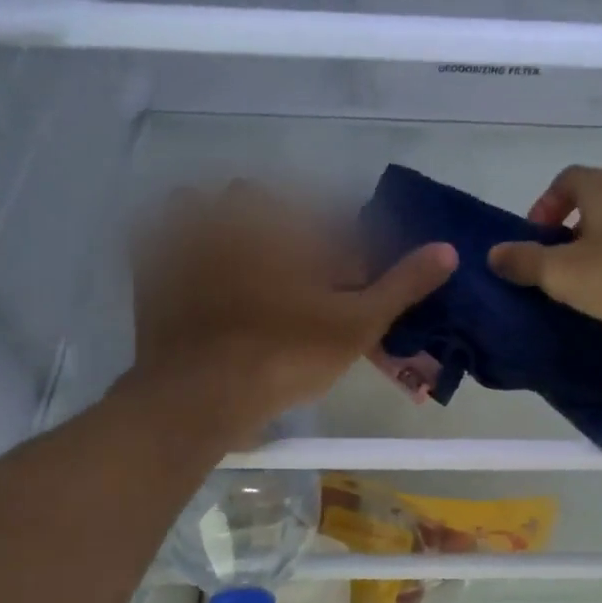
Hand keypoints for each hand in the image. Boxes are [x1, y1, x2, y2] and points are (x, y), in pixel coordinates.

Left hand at [131, 181, 455, 446]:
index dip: (346, 256)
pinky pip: (169, 227)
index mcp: (291, 218)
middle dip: (295, 239)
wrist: (200, 394)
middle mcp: (239, 209)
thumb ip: (402, 284)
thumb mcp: (357, 325)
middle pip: (277, 208)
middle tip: (301, 289)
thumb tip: (449, 250)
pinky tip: (201, 267)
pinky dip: (186, 236)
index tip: (346, 289)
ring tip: (251, 276)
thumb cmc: (286, 356)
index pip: (332, 220)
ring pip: (221, 208)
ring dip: (239, 228)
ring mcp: (189, 229)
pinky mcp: (153, 256)